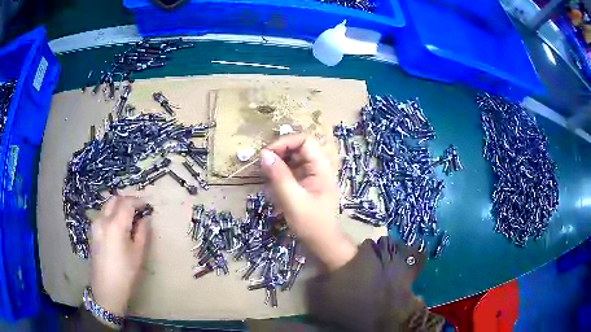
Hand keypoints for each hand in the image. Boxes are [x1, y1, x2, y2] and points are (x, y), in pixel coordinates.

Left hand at [90, 196, 150, 316]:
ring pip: (107, 205)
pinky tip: (118, 225)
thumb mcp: (138, 254)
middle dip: (127, 200)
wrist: (106, 288)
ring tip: (129, 217)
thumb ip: (142, 232)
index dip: (138, 201)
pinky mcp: (92, 231)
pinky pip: (102, 214)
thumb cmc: (125, 273)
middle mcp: (103, 219)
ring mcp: (95, 224)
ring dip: (118, 206)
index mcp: (116, 225)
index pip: (127, 203)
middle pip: (114, 199)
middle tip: (138, 209)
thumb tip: (145, 218)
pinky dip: (111, 213)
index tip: (147, 206)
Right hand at [261, 134, 356, 271]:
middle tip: (262, 164)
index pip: (305, 140)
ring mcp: (313, 176)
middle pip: (298, 148)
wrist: (323, 243)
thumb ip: (279, 176)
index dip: (285, 142)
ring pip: (294, 159)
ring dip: (278, 163)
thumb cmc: (311, 223)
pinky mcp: (307, 184)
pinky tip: (271, 184)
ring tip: (264, 174)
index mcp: (321, 167)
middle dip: (279, 152)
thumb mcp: (292, 200)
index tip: (266, 154)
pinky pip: (292, 171)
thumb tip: (264, 154)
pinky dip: (280, 174)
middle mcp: (319, 167)